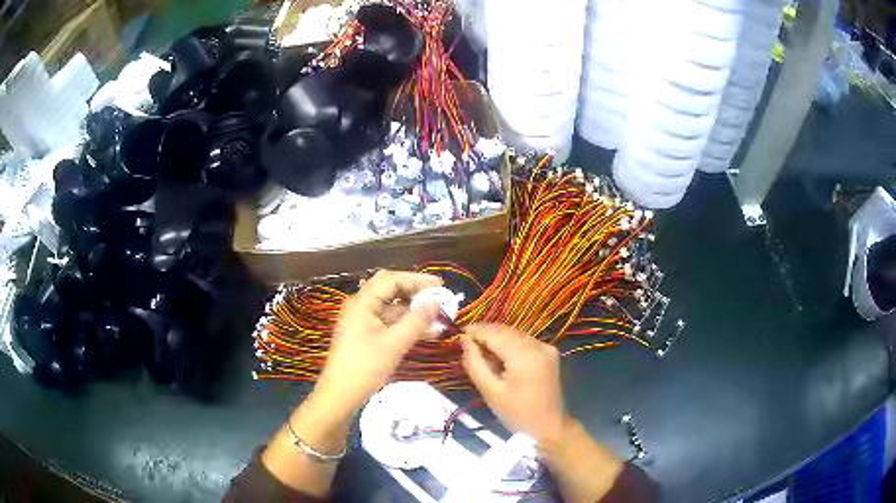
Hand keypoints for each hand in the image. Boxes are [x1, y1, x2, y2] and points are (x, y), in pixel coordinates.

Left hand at [316, 270, 441, 412]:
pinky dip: (405, 325)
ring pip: (390, 308)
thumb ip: (417, 321)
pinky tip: (425, 332)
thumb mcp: (394, 344)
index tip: (440, 285)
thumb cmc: (365, 367)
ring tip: (438, 317)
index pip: (391, 280)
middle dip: (415, 292)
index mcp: (362, 302)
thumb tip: (436, 302)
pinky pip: (388, 322)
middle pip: (390, 290)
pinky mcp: (364, 334)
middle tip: (438, 297)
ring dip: (413, 311)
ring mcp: (361, 321)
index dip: (417, 280)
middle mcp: (360, 306)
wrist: (340, 395)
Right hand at [460, 324, 567, 443]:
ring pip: (515, 334)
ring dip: (496, 338)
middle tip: (466, 342)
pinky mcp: (549, 352)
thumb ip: (475, 363)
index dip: (476, 330)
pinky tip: (498, 355)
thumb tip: (464, 340)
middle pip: (506, 331)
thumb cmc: (517, 414)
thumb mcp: (490, 392)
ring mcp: (546, 347)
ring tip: (479, 349)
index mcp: (525, 356)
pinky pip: (524, 341)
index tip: (458, 334)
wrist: (549, 427)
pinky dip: (509, 344)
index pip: (495, 333)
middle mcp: (538, 345)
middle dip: (485, 333)